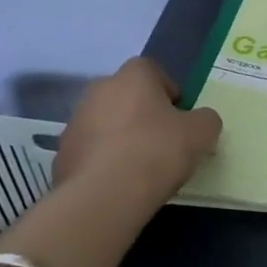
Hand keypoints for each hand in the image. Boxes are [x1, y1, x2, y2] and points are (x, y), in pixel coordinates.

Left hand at [52, 58, 220, 212]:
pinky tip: (118, 184)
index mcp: (132, 77)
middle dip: (141, 112)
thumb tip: (200, 121)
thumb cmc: (157, 151)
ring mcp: (74, 124)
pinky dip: (102, 162)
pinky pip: (89, 152)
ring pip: (104, 123)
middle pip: (125, 95)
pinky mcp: (61, 157)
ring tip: (139, 166)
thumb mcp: (202, 132)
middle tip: (161, 139)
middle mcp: (98, 91)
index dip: (167, 90)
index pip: (151, 70)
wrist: (104, 196)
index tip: (179, 115)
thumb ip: (205, 119)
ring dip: (119, 137)